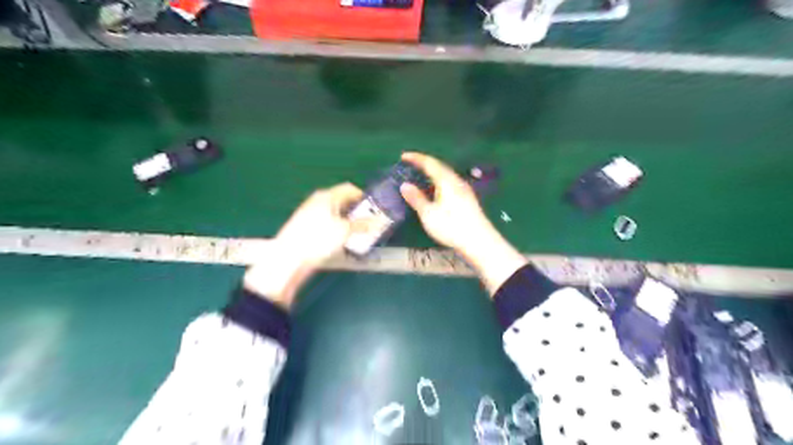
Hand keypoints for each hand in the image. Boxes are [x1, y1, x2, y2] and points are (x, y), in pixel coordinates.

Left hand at [244, 182, 362, 310]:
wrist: (289, 258)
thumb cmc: (318, 239)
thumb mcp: (344, 231)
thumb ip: (363, 224)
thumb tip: (379, 220)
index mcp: (327, 196)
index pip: (350, 189)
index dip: (364, 198)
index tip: (374, 210)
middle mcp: (318, 201)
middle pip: (343, 202)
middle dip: (357, 212)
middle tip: (368, 224)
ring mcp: (310, 213)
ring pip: (335, 214)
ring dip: (348, 222)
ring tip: (357, 235)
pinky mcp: (306, 227)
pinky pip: (327, 223)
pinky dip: (337, 229)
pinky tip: (341, 242)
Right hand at [400, 153, 523, 295]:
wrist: (479, 241)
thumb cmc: (451, 227)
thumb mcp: (428, 214)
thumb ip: (416, 198)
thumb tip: (404, 185)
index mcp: (446, 181)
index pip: (429, 163)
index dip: (416, 158)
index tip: (403, 156)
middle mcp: (457, 181)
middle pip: (440, 167)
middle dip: (425, 164)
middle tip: (411, 165)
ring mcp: (465, 190)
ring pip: (446, 175)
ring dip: (433, 173)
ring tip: (422, 177)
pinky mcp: (468, 199)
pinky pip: (451, 183)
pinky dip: (439, 182)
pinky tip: (437, 192)